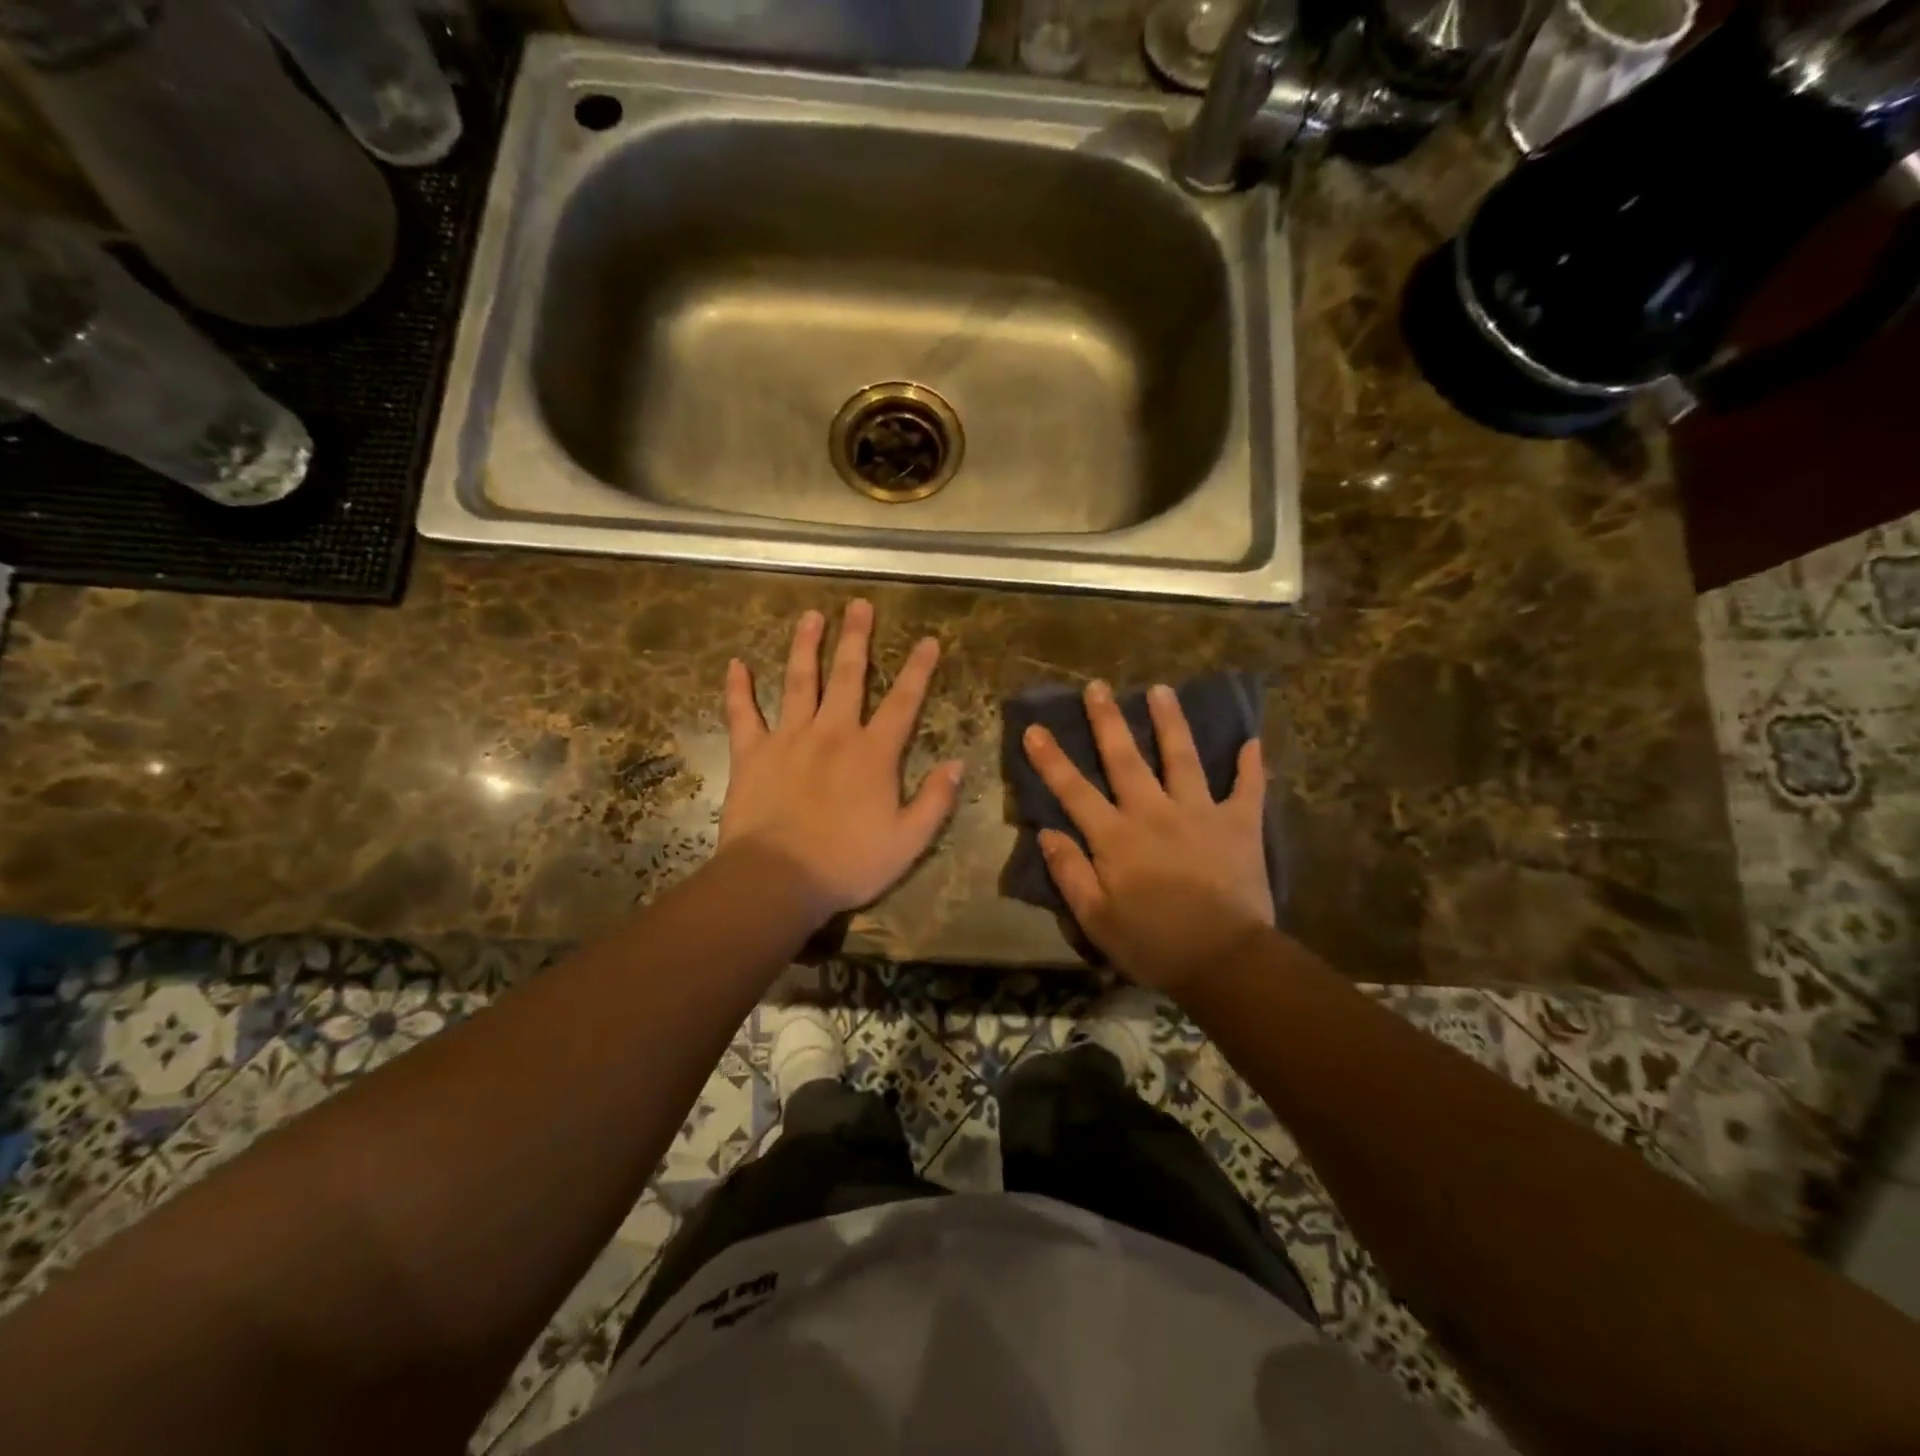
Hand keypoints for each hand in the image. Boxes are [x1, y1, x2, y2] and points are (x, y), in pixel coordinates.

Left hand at [719, 601, 963, 921]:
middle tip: (859, 605)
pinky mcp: (751, 753)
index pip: (903, 702)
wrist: (778, 879)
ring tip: (810, 615)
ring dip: (805, 646)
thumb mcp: (908, 841)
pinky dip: (738, 689)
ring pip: (797, 681)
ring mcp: (788, 739)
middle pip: (847, 676)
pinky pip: (742, 714)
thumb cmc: (848, 863)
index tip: (928, 640)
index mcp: (873, 753)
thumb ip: (935, 800)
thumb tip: (958, 764)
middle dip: (856, 638)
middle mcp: (832, 733)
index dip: (919, 670)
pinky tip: (736, 664)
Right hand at [1022, 681, 1272, 992]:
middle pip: (1125, 759)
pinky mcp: (1239, 825)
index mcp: (1116, 837)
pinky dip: (1251, 766)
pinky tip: (1252, 741)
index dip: (1051, 759)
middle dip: (1108, 721)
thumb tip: (1046, 832)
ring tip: (1161, 689)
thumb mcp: (1096, 919)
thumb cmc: (1153, 944)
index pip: (1074, 790)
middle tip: (1098, 686)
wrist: (1224, 961)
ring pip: (1182, 757)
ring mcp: (1200, 813)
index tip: (1035, 729)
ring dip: (1170, 722)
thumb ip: (1069, 873)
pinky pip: (1248, 789)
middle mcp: (1154, 812)